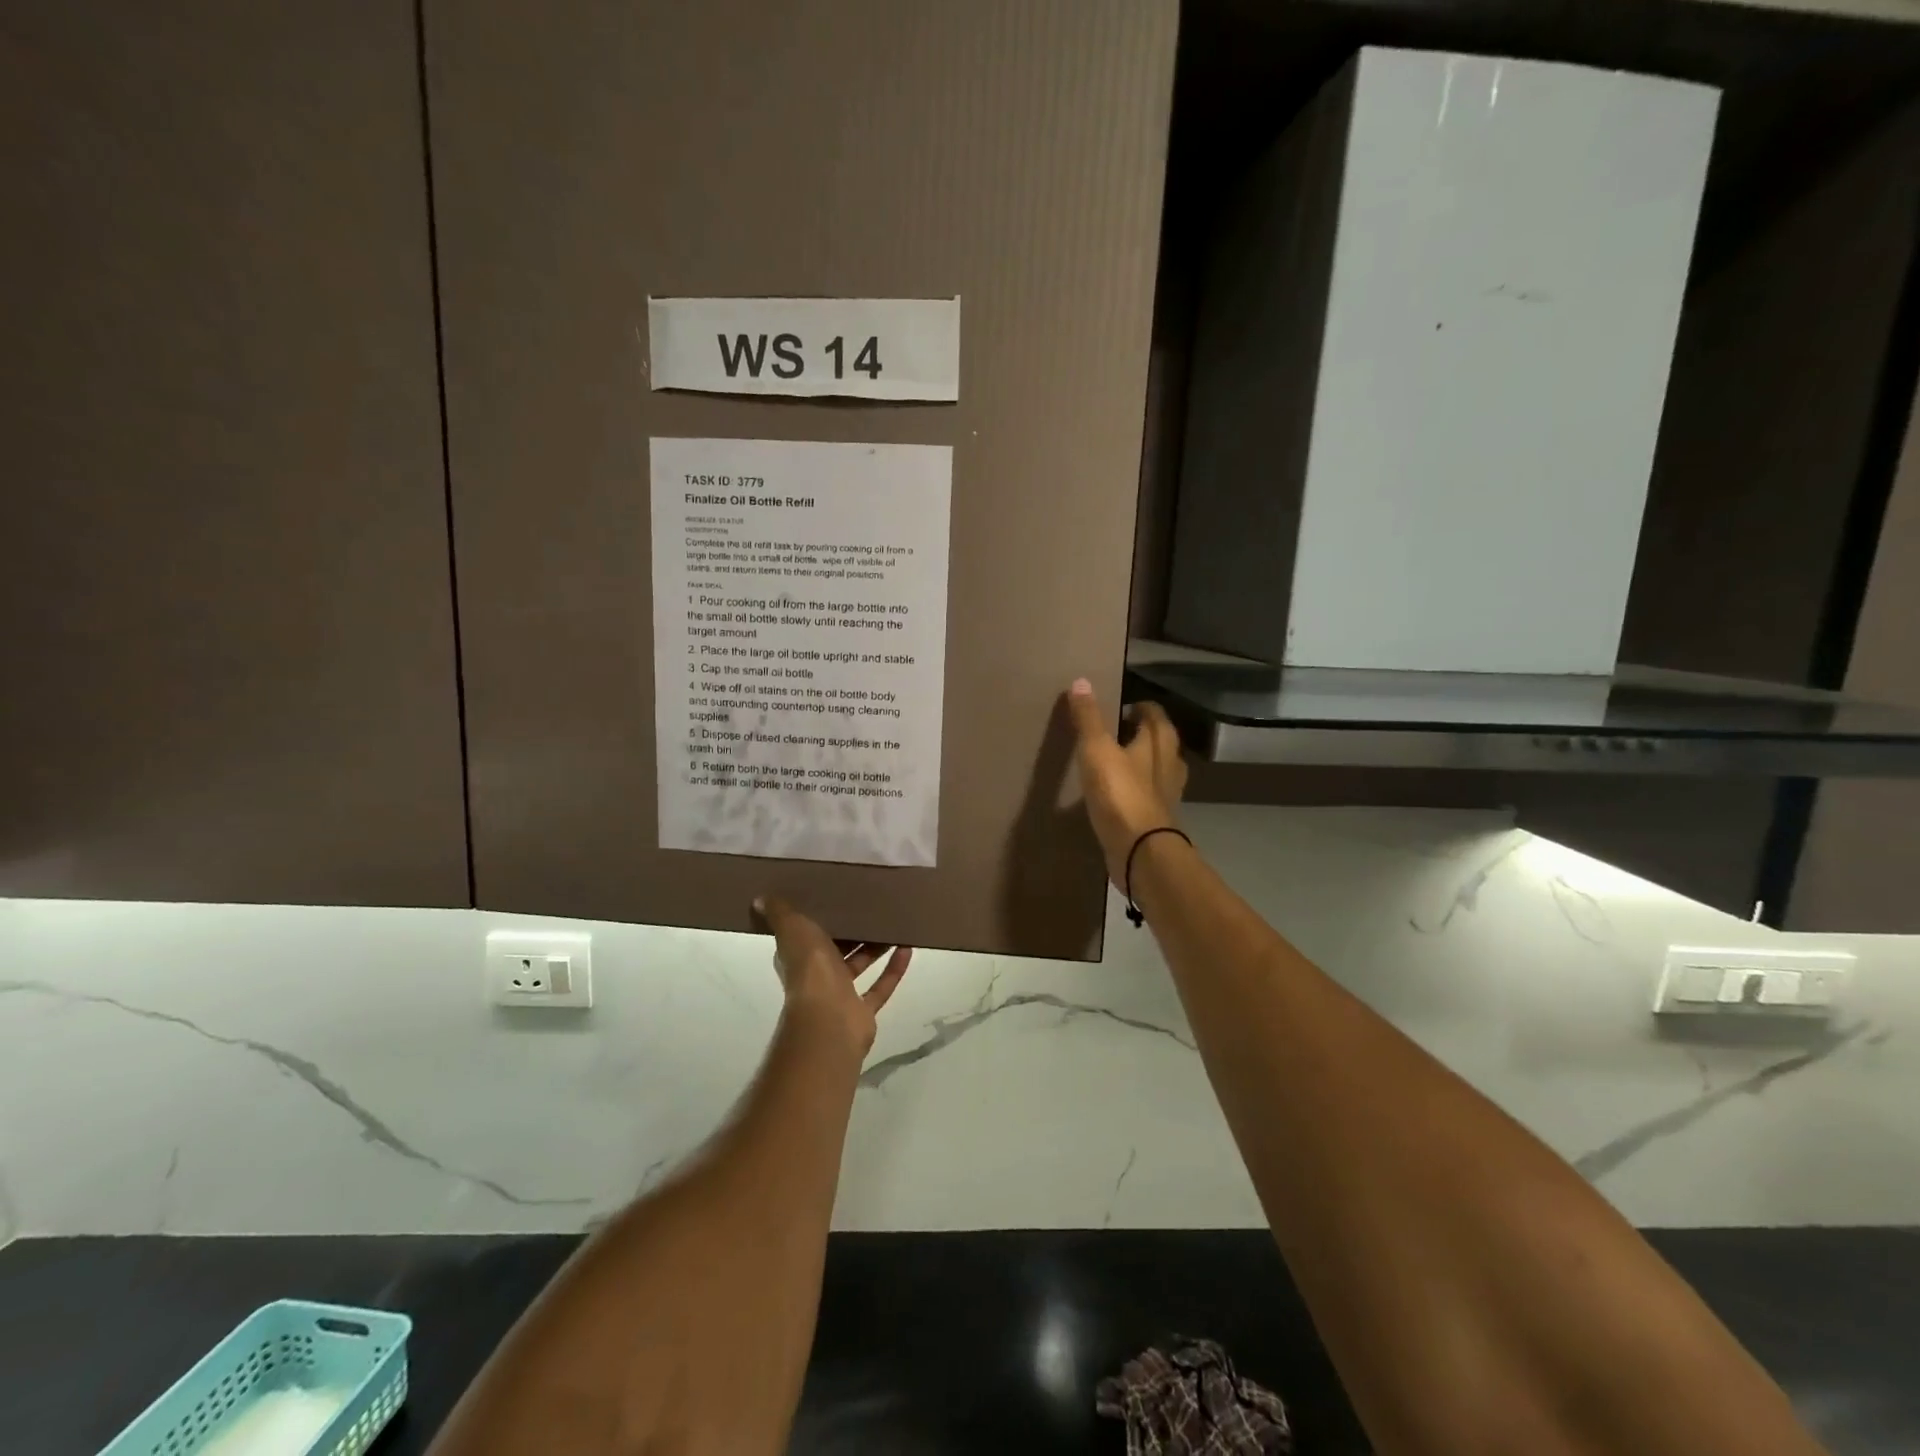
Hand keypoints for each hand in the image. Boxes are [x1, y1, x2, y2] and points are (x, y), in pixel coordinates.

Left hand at [752, 896, 911, 1056]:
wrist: (828, 1019)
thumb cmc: (809, 969)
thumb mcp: (793, 930)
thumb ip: (780, 913)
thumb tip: (759, 898)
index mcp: (798, 956)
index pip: (805, 934)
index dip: (817, 918)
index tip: (835, 896)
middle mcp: (817, 975)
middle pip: (837, 949)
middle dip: (852, 930)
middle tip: (872, 905)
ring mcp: (841, 995)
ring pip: (860, 965)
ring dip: (876, 947)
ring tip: (893, 923)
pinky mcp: (863, 1010)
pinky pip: (881, 986)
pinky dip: (894, 969)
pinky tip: (908, 948)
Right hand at [1064, 677, 1186, 887]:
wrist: (1139, 851)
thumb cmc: (1120, 794)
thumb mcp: (1096, 750)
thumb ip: (1088, 718)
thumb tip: (1081, 681)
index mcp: (1158, 743)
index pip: (1154, 714)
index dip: (1139, 707)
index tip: (1120, 706)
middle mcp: (1168, 765)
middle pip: (1161, 741)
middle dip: (1143, 733)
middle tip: (1117, 729)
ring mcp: (1166, 794)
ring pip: (1157, 769)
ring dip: (1142, 761)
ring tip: (1117, 759)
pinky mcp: (1157, 819)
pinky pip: (1148, 795)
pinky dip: (1136, 788)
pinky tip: (1118, 793)